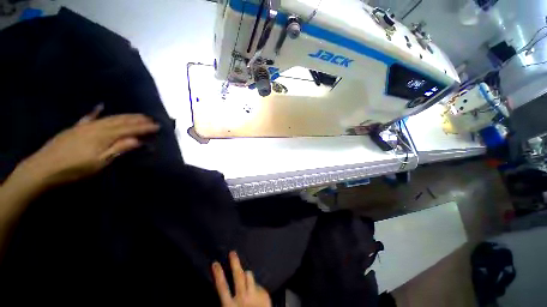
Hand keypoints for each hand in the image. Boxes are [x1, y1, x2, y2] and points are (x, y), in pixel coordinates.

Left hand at [13, 105, 159, 188]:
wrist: (42, 168)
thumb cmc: (73, 169)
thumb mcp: (98, 163)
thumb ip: (117, 149)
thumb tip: (137, 140)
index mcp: (103, 136)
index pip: (129, 129)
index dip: (143, 127)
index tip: (157, 126)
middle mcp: (95, 127)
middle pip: (119, 121)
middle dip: (136, 119)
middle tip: (149, 117)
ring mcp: (84, 126)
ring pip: (108, 118)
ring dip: (123, 115)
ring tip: (135, 114)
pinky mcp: (75, 128)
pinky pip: (89, 117)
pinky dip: (96, 112)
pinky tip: (100, 106)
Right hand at [212, 251, 270, 306]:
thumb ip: (230, 298)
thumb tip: (227, 283)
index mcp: (230, 305)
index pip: (222, 287)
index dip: (218, 274)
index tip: (215, 263)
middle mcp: (241, 299)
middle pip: (238, 276)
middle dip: (234, 263)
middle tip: (232, 253)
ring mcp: (253, 296)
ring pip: (249, 275)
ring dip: (247, 275)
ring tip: (246, 278)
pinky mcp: (263, 294)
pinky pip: (257, 283)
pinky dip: (254, 285)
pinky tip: (255, 293)